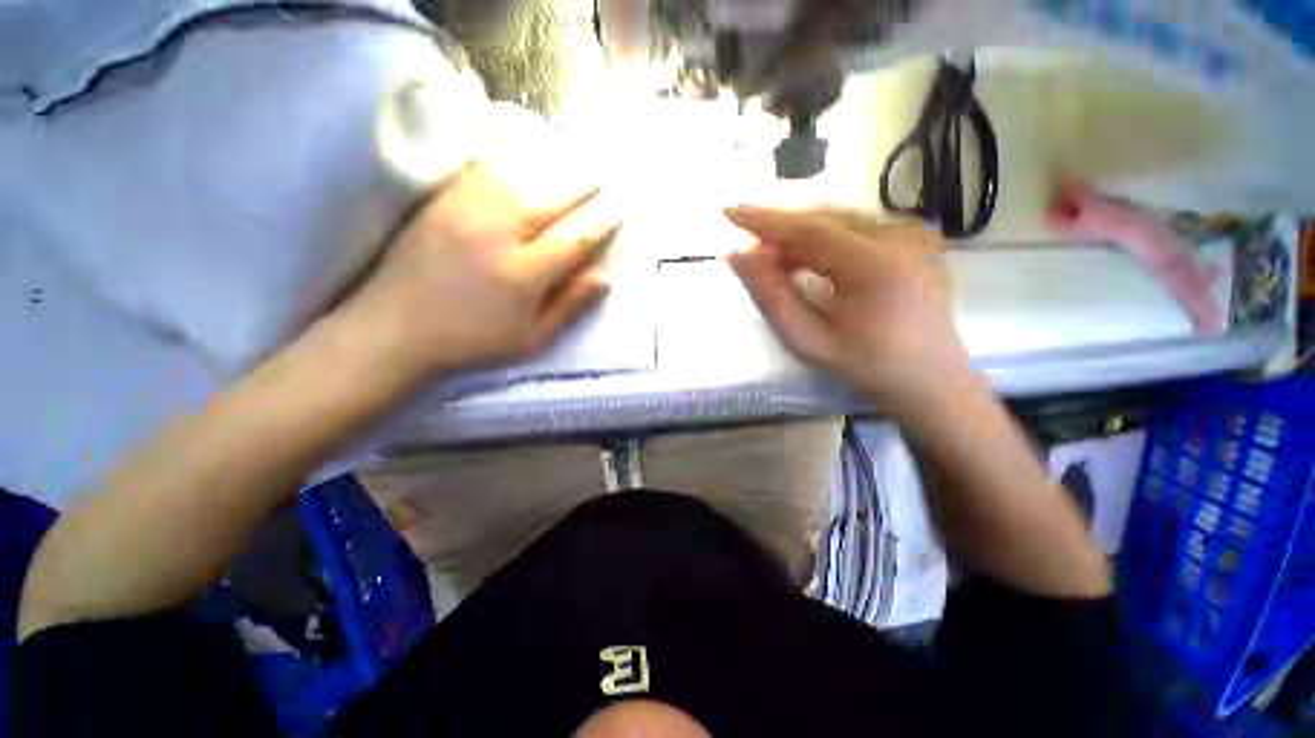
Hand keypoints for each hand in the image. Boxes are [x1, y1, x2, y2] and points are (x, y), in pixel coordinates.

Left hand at [335, 158, 620, 383]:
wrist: (396, 328)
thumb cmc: (473, 340)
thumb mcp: (532, 339)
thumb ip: (570, 305)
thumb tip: (605, 276)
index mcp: (522, 276)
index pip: (573, 239)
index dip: (600, 223)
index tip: (617, 211)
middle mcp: (496, 236)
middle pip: (550, 199)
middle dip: (582, 185)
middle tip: (603, 177)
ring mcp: (464, 213)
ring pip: (519, 176)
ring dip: (551, 164)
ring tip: (574, 159)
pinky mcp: (440, 201)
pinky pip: (482, 169)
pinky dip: (510, 155)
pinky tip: (525, 151)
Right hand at [725, 206, 974, 416]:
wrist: (932, 380)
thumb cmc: (868, 366)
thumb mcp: (809, 340)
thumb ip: (771, 297)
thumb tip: (738, 257)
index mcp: (877, 264)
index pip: (810, 227)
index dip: (765, 219)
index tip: (729, 212)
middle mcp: (899, 237)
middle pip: (824, 219)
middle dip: (779, 231)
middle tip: (749, 253)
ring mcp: (911, 236)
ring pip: (838, 222)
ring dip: (799, 239)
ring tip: (772, 263)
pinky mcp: (912, 241)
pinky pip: (855, 231)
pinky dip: (823, 244)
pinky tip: (804, 263)